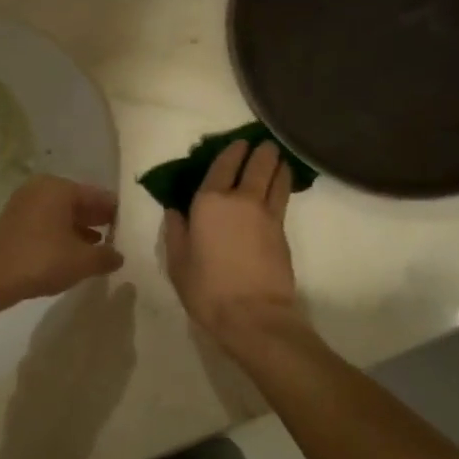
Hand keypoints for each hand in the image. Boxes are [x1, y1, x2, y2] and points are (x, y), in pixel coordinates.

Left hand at [0, 176, 122, 304]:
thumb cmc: (42, 260)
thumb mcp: (83, 261)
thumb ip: (107, 256)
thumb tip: (118, 255)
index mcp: (59, 188)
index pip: (99, 196)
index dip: (118, 213)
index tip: (133, 228)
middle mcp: (41, 188)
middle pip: (80, 202)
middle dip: (99, 220)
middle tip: (121, 237)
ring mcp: (25, 202)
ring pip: (63, 213)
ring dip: (81, 228)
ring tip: (102, 247)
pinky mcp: (15, 220)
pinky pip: (48, 221)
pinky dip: (63, 233)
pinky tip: (74, 252)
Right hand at [163, 140, 299, 343]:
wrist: (253, 315)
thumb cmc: (207, 288)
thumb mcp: (178, 261)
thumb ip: (176, 232)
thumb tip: (175, 210)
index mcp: (209, 202)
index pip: (222, 166)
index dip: (230, 152)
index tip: (236, 143)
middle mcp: (240, 199)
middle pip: (256, 165)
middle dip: (260, 151)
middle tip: (262, 144)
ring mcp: (266, 213)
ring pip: (276, 177)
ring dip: (277, 164)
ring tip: (277, 157)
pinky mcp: (283, 230)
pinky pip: (283, 197)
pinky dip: (284, 184)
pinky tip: (282, 183)